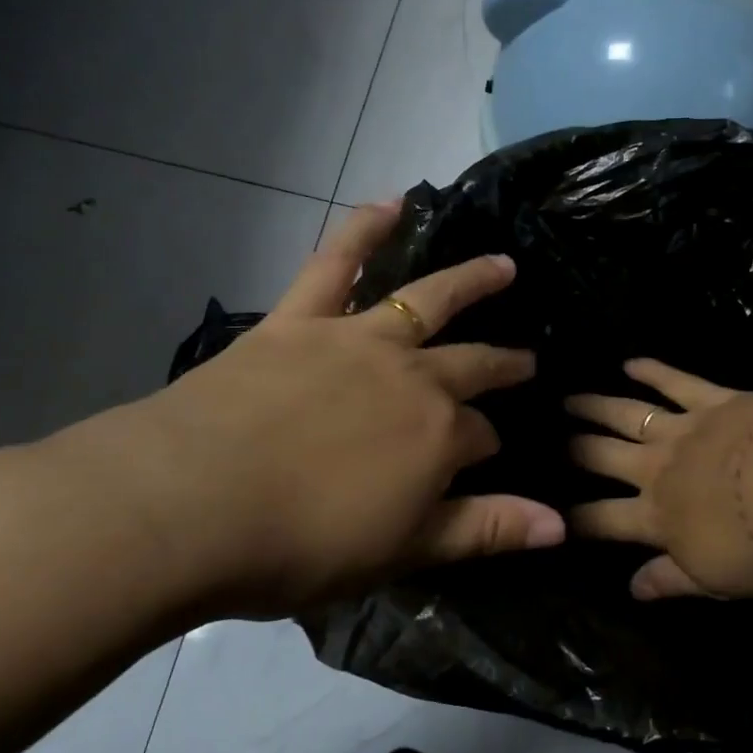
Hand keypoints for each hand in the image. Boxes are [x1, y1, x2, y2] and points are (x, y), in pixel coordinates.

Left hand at [62, 202, 564, 620]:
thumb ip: (486, 530)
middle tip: (524, 361)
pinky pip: (336, 263)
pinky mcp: (300, 321)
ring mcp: (358, 340)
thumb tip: (562, 526)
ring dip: (471, 281)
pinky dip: (365, 229)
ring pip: (429, 299)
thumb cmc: (302, 544)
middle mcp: (413, 376)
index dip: (488, 448)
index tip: (487, 460)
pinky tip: (392, 202)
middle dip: (502, 365)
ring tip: (502, 266)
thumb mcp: (404, 550)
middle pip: (472, 365)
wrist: (190, 505)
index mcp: (439, 435)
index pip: (483, 437)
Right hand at [566, 359, 752, 599]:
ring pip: (625, 414)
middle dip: (573, 450)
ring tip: (569, 398)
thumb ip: (668, 582)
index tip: (553, 514)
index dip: (576, 519)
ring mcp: (682, 429)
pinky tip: (630, 362)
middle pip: (602, 457)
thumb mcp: (714, 581)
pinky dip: (651, 370)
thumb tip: (631, 590)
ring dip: (594, 406)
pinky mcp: (713, 401)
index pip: (602, 520)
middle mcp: (656, 469)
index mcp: (656, 517)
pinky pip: (674, 382)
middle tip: (549, 440)